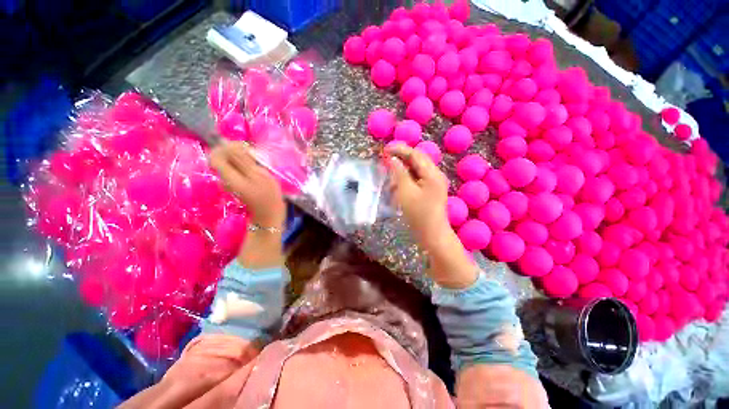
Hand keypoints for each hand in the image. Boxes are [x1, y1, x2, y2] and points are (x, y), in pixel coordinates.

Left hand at [210, 142, 286, 228]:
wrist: (269, 213)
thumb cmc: (267, 194)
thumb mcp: (257, 175)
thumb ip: (241, 160)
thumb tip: (228, 144)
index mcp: (227, 175)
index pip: (215, 154)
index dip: (226, 147)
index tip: (244, 147)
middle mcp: (224, 177)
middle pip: (221, 158)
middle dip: (235, 152)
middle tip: (253, 154)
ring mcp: (230, 181)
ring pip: (229, 163)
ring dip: (242, 158)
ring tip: (257, 161)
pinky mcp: (237, 184)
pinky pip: (235, 169)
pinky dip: (244, 165)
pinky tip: (256, 168)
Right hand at [385, 144, 450, 250]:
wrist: (432, 234)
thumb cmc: (418, 214)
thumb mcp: (405, 192)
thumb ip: (399, 173)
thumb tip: (392, 159)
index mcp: (432, 173)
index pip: (415, 154)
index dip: (399, 150)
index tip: (384, 150)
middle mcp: (435, 175)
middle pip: (417, 160)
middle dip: (401, 158)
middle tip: (385, 160)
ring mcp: (434, 183)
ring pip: (416, 169)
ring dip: (402, 169)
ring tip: (389, 174)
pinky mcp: (430, 190)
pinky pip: (417, 179)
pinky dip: (406, 179)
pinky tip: (397, 185)